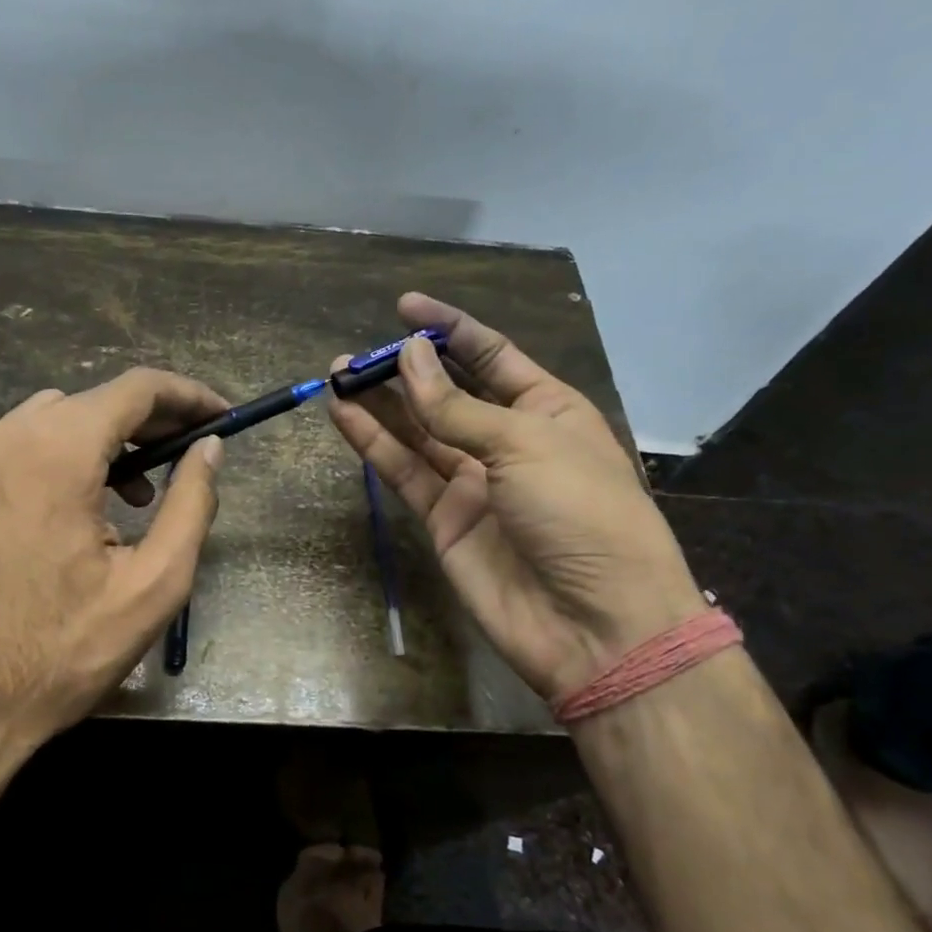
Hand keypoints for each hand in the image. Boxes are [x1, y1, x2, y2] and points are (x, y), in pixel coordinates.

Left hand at [0, 368, 227, 765]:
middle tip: (186, 459)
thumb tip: (209, 448)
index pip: (135, 388)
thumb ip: (191, 504)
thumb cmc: (61, 653)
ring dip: (102, 443)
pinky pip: (15, 452)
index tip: (220, 416)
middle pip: (92, 402)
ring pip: (51, 422)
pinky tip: (72, 516)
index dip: (188, 395)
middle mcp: (4, 439)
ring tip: (132, 498)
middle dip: (148, 422)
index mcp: (56, 452)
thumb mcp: (153, 585)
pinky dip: (58, 462)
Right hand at [328, 293, 704, 700]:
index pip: (491, 355)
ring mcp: (473, 481)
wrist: (594, 625)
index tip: (404, 306)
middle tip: (355, 354)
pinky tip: (344, 415)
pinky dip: (374, 444)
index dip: (449, 328)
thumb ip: (457, 406)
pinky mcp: (444, 518)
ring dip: (379, 403)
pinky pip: (405, 471)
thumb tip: (410, 355)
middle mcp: (507, 440)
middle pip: (446, 392)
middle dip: (404, 369)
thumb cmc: (581, 514)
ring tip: (337, 375)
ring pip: (417, 431)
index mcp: (547, 410)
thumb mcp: (524, 444)